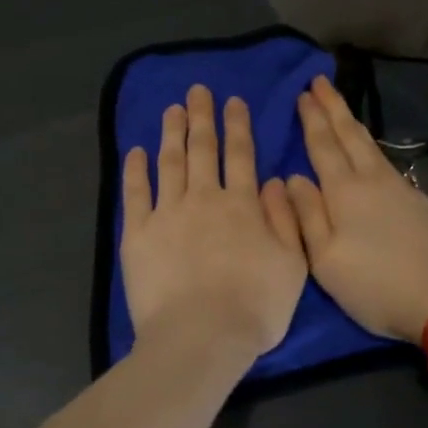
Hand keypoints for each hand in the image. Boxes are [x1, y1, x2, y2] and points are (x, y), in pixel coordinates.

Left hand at [121, 85, 308, 364]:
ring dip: (171, 133)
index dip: (238, 126)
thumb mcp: (292, 264)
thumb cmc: (255, 307)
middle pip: (203, 149)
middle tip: (197, 91)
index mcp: (242, 205)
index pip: (241, 156)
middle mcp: (204, 199)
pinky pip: (136, 193)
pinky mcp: (138, 234)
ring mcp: (167, 214)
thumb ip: (284, 219)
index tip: (233, 101)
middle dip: (202, 117)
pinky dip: (136, 170)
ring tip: (172, 109)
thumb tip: (272, 181)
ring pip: (170, 162)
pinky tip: (137, 151)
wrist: (201, 336)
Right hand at [285, 76, 427, 341]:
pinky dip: (371, 148)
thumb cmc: (374, 284)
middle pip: (350, 135)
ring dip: (353, 124)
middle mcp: (373, 180)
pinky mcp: (419, 203)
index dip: (312, 119)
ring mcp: (401, 189)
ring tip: (342, 109)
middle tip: (320, 81)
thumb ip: (307, 215)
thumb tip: (293, 177)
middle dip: (333, 107)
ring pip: (371, 146)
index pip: (323, 145)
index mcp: (345, 192)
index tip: (304, 93)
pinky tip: (371, 154)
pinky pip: (386, 162)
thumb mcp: (325, 259)